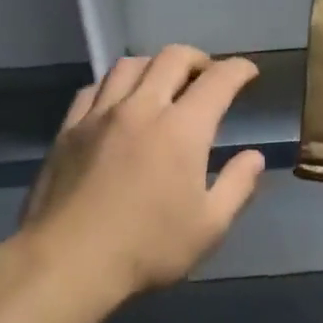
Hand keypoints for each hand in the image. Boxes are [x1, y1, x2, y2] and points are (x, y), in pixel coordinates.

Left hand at [12, 46, 265, 306]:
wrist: (68, 263)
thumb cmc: (147, 248)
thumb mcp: (209, 226)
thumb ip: (238, 186)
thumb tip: (254, 156)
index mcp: (182, 129)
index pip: (218, 80)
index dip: (239, 70)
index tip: (249, 73)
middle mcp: (142, 108)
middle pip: (173, 58)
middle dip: (198, 59)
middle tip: (208, 76)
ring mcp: (100, 115)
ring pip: (130, 64)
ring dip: (155, 65)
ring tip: (163, 82)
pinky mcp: (69, 128)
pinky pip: (94, 87)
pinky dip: (115, 84)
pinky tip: (118, 101)